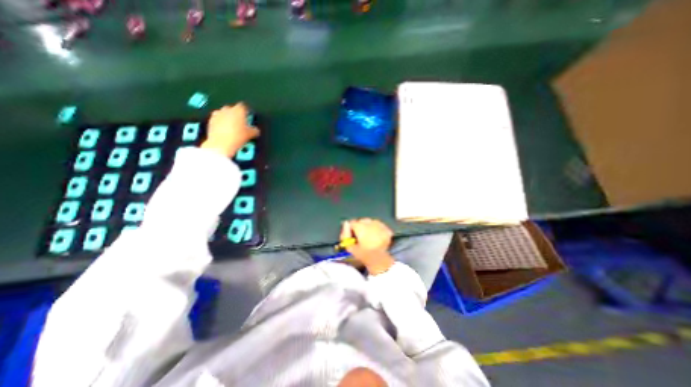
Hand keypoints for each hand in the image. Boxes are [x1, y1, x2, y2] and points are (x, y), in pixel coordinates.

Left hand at [204, 103, 262, 158]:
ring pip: (224, 113)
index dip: (247, 111)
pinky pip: (217, 119)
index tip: (248, 115)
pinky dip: (221, 123)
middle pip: (233, 109)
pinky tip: (225, 130)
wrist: (221, 144)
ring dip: (228, 118)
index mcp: (238, 110)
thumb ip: (254, 130)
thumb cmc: (237, 137)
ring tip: (233, 127)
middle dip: (237, 114)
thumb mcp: (250, 135)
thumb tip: (255, 130)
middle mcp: (227, 109)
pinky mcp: (210, 121)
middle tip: (241, 123)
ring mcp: (217, 114)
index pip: (244, 106)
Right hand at [339, 217, 393, 274]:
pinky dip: (377, 229)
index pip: (352, 222)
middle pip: (362, 221)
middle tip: (361, 236)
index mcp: (361, 227)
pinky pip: (379, 225)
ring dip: (369, 227)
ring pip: (371, 222)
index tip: (353, 235)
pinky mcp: (387, 229)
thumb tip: (345, 223)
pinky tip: (376, 236)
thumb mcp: (350, 247)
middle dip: (360, 226)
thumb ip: (345, 235)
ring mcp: (380, 226)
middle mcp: (371, 224)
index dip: (351, 228)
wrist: (379, 261)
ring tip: (369, 237)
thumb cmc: (363, 255)